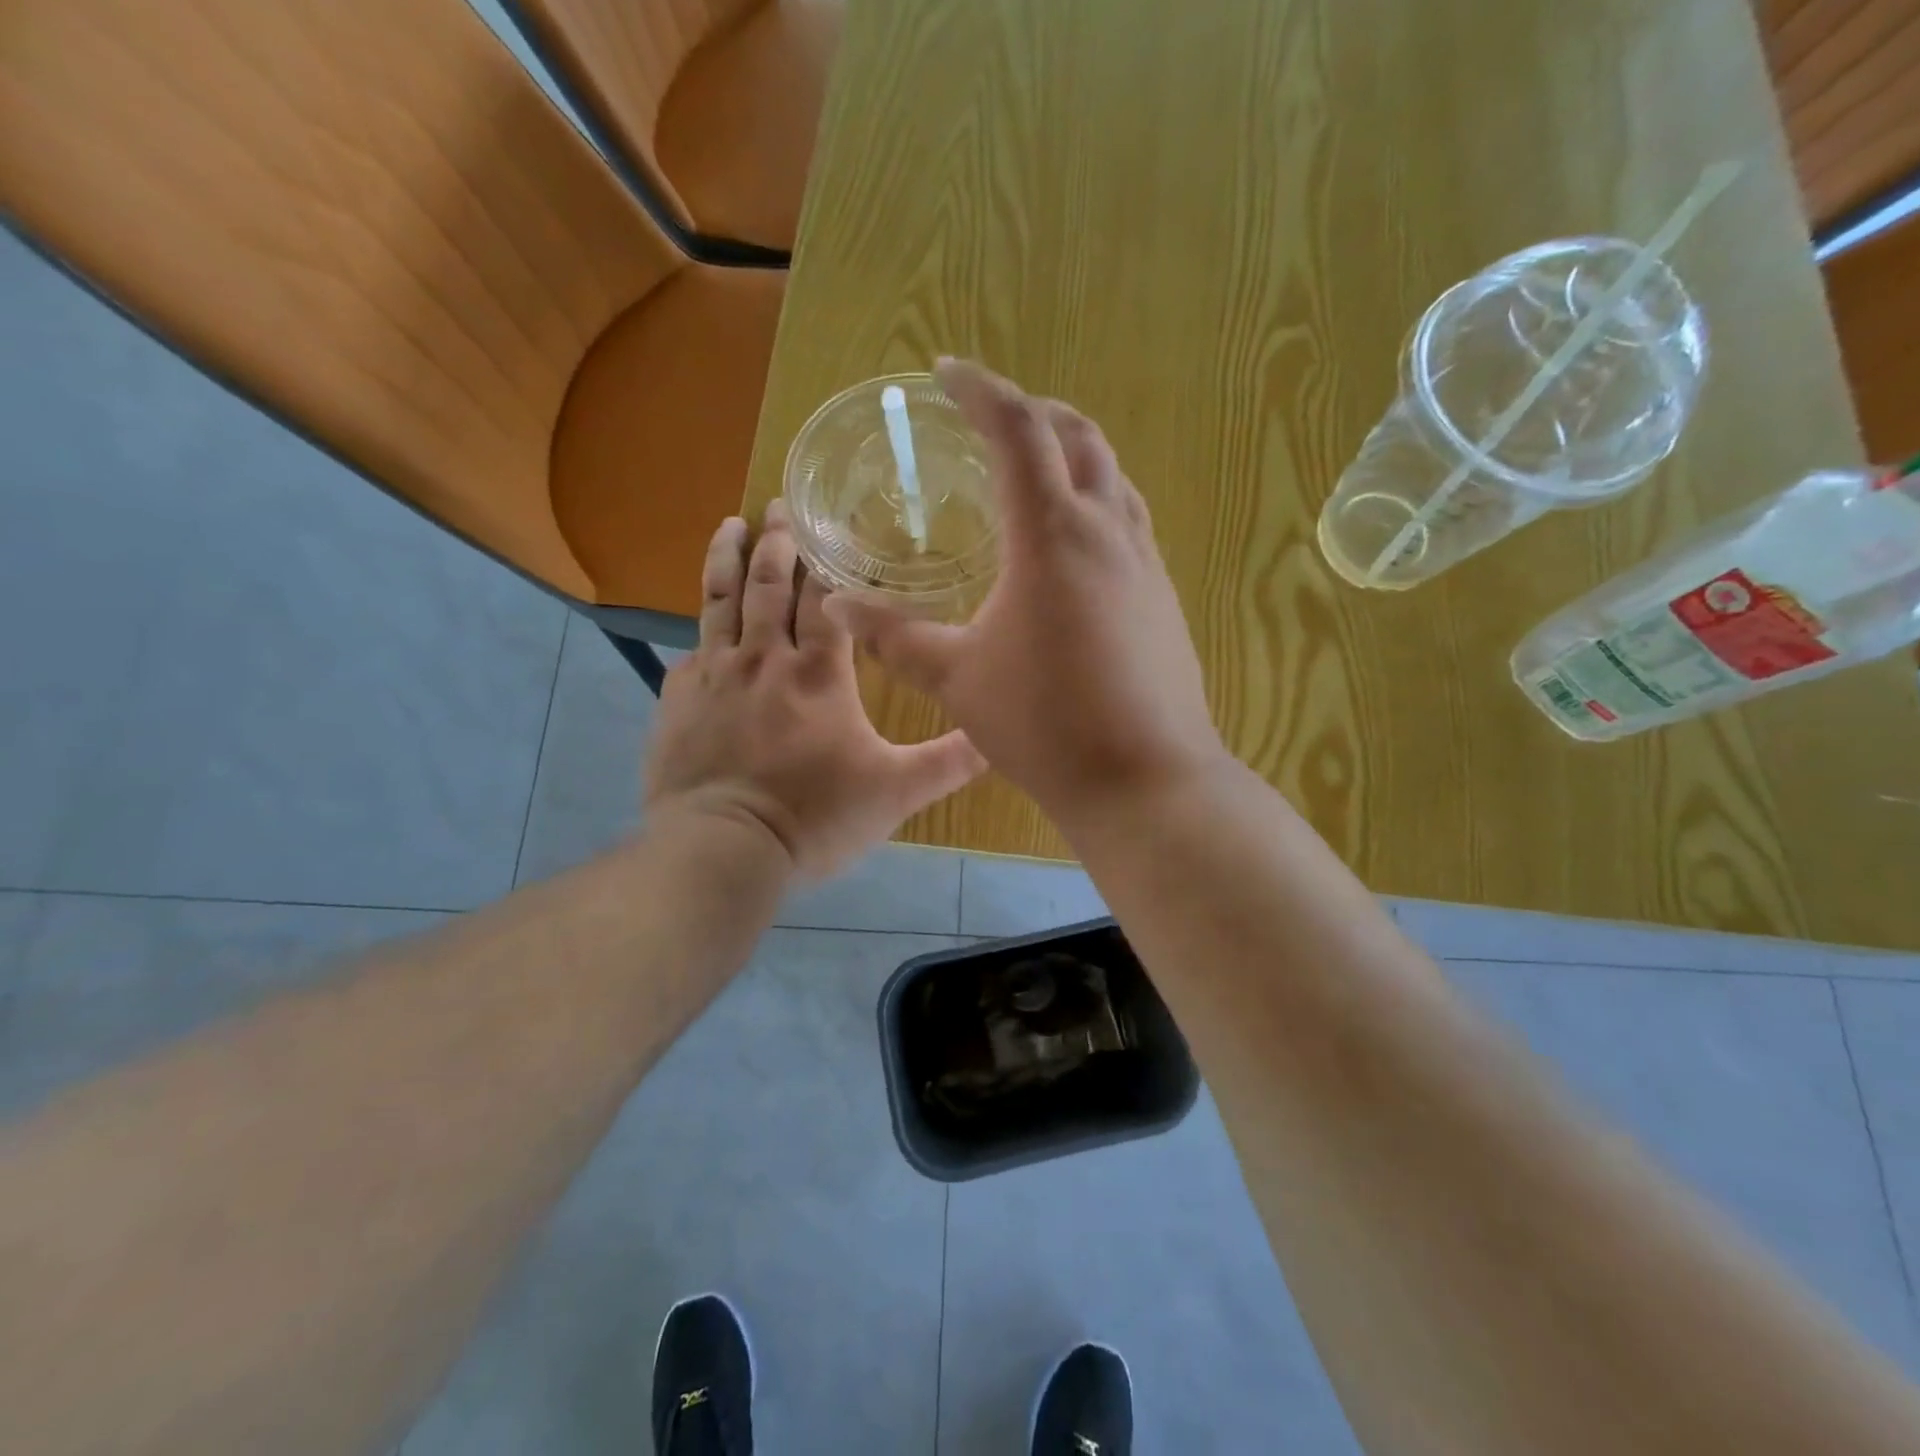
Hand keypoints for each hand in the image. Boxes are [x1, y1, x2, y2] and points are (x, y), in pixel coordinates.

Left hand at [645, 503, 986, 879]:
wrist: (723, 849)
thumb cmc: (816, 816)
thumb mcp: (896, 791)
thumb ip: (948, 761)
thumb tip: (998, 738)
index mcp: (818, 671)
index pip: (825, 598)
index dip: (828, 561)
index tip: (829, 526)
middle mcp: (764, 658)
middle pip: (768, 583)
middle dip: (776, 541)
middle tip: (778, 505)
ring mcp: (713, 675)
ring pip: (719, 600)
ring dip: (726, 558)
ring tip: (730, 524)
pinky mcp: (677, 700)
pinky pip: (691, 651)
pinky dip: (701, 631)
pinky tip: (703, 628)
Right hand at [824, 358, 1227, 828]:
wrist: (1145, 779)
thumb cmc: (1045, 724)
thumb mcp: (957, 678)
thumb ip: (894, 636)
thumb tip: (837, 603)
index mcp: (1053, 533)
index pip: (1018, 429)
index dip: (980, 389)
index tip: (947, 372)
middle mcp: (1108, 530)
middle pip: (1079, 437)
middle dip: (1034, 413)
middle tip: (991, 419)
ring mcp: (1146, 564)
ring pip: (1113, 478)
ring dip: (1073, 456)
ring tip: (1033, 471)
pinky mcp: (1164, 598)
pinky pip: (1130, 523)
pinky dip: (1097, 504)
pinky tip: (1072, 547)